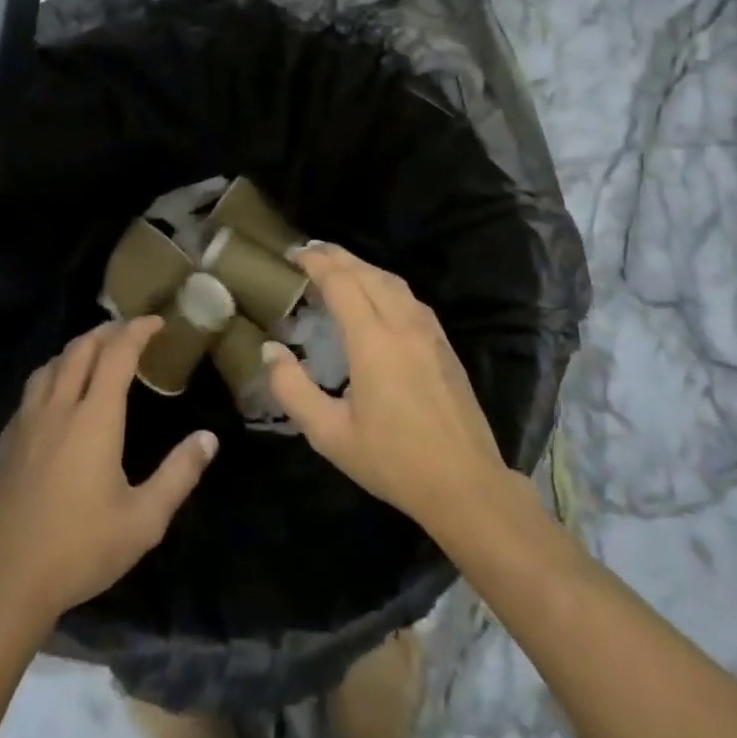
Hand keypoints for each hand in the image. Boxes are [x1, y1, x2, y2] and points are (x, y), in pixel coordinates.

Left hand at [0, 317, 217, 634]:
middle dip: (107, 331)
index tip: (157, 322)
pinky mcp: (7, 443)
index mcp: (94, 419)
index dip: (137, 330)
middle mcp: (58, 409)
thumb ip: (179, 474)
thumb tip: (209, 438)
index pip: (116, 354)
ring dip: (76, 349)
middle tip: (130, 332)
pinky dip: (53, 375)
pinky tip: (57, 396)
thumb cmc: (80, 549)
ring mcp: (27, 424)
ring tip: (95, 355)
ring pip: (51, 365)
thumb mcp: (144, 520)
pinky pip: (32, 390)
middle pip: (80, 349)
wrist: (5, 583)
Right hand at [266, 245, 508, 534]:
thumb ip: (292, 389)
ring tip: (338, 268)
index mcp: (373, 340)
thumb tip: (270, 351)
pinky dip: (385, 284)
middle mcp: (403, 324)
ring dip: (362, 267)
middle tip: (308, 252)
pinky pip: (410, 297)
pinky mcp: (444, 344)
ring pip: (392, 281)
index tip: (292, 254)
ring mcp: (429, 332)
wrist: (466, 484)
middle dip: (336, 256)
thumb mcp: (329, 434)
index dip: (315, 262)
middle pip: (367, 272)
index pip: (340, 281)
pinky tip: (377, 297)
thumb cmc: (393, 461)